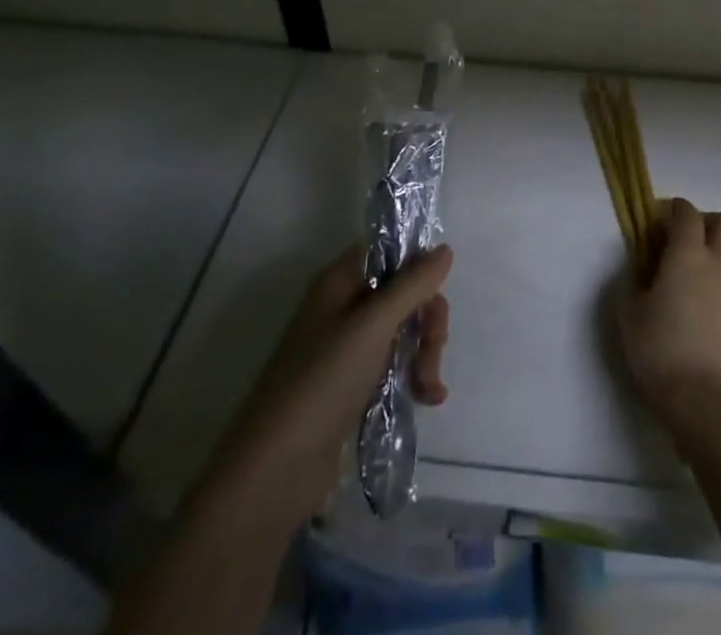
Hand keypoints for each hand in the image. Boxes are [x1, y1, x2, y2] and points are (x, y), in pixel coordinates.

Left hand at [207, 243, 452, 523]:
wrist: (275, 472)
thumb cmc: (322, 383)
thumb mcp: (373, 326)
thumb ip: (412, 285)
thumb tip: (444, 248)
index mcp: (339, 282)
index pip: (388, 252)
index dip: (416, 267)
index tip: (435, 293)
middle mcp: (343, 307)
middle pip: (402, 292)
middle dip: (426, 318)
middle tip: (433, 347)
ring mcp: (348, 349)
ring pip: (403, 331)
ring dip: (424, 352)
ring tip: (427, 386)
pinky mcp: (354, 387)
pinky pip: (395, 365)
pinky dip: (414, 377)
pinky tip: (428, 397)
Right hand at [617, 199, 720, 441]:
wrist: (706, 401)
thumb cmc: (660, 350)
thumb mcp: (629, 311)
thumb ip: (633, 278)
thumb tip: (641, 263)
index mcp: (687, 254)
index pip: (687, 212)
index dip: (672, 209)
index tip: (657, 222)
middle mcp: (718, 262)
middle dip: (705, 222)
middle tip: (684, 241)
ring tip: (703, 268)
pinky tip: (711, 301)